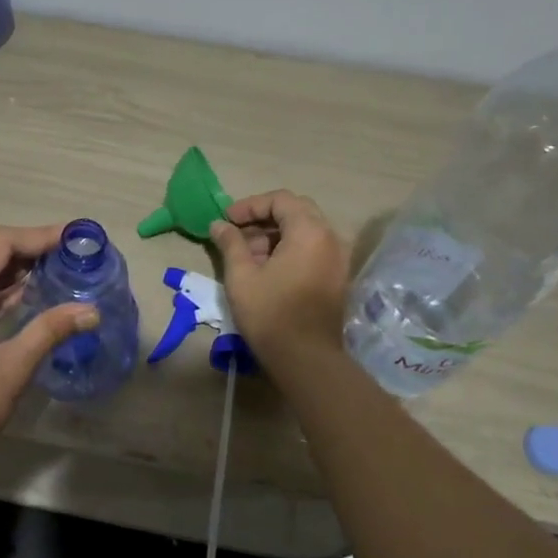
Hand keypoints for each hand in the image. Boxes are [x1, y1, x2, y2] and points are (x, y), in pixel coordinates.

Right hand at [210, 191, 348, 365]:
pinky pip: (312, 249)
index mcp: (310, 231)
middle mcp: (330, 238)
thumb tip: (218, 225)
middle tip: (237, 233)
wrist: (305, 358)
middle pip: (296, 211)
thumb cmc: (270, 313)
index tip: (227, 221)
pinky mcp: (337, 276)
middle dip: (263, 218)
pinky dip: (289, 249)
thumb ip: (230, 243)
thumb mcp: (241, 275)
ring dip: (275, 234)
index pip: (280, 200)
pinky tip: (266, 268)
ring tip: (247, 254)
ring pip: (305, 230)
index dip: (250, 205)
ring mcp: (338, 258)